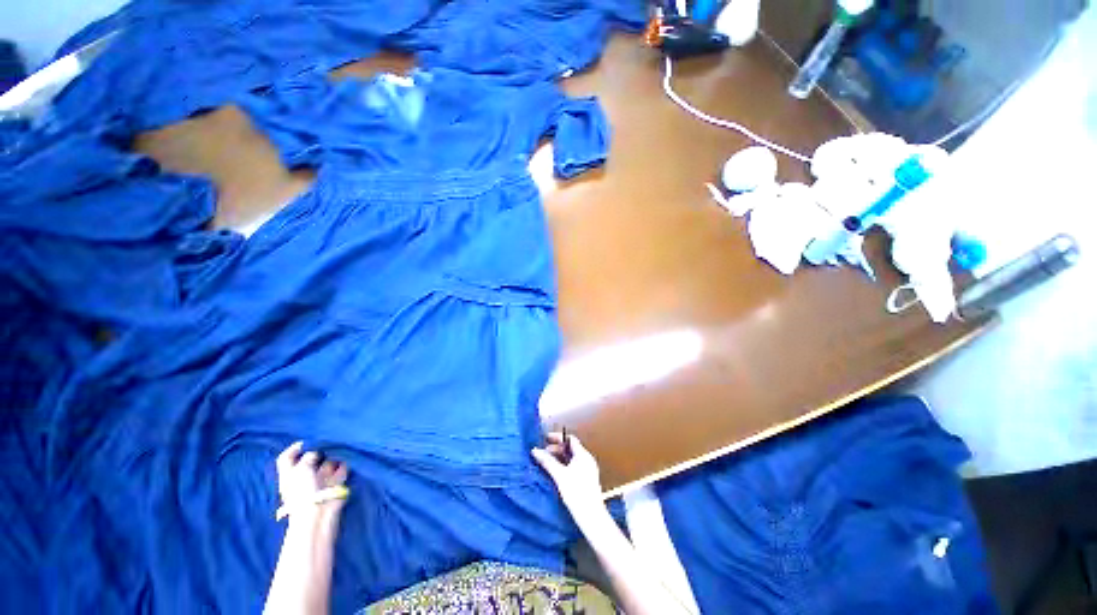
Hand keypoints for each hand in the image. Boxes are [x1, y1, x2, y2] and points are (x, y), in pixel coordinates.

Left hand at [275, 442, 348, 519]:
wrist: (319, 510)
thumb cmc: (303, 490)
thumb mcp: (301, 469)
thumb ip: (309, 455)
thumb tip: (317, 451)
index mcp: (289, 473)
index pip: (287, 457)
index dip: (295, 448)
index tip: (307, 441)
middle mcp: (304, 475)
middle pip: (310, 457)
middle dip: (319, 449)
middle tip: (327, 442)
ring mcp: (320, 478)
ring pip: (327, 461)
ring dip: (333, 455)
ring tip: (338, 449)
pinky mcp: (335, 481)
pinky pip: (341, 467)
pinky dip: (344, 463)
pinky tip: (345, 458)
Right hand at [531, 432, 605, 522]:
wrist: (591, 516)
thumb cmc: (576, 492)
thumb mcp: (559, 475)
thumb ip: (547, 461)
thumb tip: (535, 450)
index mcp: (583, 455)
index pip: (570, 439)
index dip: (557, 437)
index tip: (545, 439)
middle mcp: (587, 459)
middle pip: (570, 448)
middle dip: (556, 449)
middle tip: (543, 453)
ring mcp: (588, 470)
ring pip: (572, 458)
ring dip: (559, 458)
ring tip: (547, 463)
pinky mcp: (587, 480)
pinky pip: (574, 466)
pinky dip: (564, 466)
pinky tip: (555, 473)